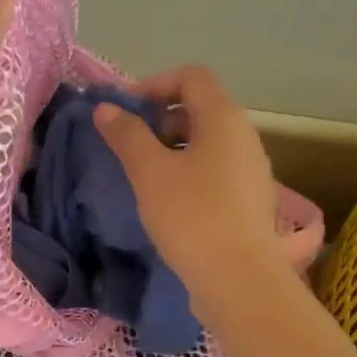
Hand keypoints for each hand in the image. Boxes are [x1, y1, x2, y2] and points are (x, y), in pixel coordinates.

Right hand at [93, 65, 285, 314]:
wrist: (238, 279)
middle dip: (160, 119)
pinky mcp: (248, 201)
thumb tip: (106, 109)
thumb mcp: (150, 173)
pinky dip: (187, 173)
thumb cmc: (192, 216)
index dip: (154, 84)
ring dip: (172, 149)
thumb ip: (127, 135)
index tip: (124, 113)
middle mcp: (244, 136)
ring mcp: (251, 170)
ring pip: (206, 143)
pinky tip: (167, 202)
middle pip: (199, 108)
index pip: (191, 76)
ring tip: (143, 176)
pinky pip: (214, 171)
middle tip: (129, 145)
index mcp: (224, 118)